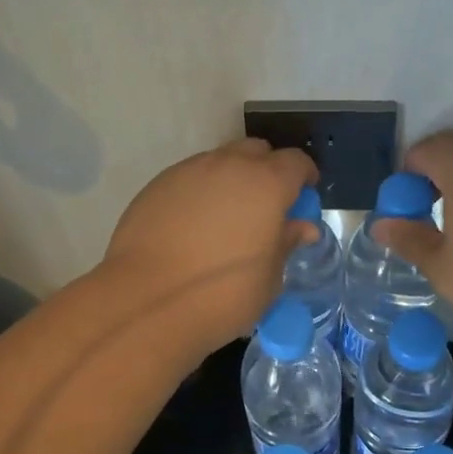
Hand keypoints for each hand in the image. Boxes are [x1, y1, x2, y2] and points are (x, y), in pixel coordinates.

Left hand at [100, 138, 318, 350]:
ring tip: (227, 216)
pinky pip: (188, 178)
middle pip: (256, 151)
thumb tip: (301, 228)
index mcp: (267, 184)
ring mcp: (188, 172)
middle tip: (266, 204)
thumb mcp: (269, 278)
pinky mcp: (156, 186)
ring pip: (219, 161)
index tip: (304, 194)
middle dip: (266, 170)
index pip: (296, 162)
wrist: (147, 301)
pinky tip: (193, 225)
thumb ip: (285, 244)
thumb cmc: (224, 295)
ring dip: (231, 179)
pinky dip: (199, 192)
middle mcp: (228, 166)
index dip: (304, 176)